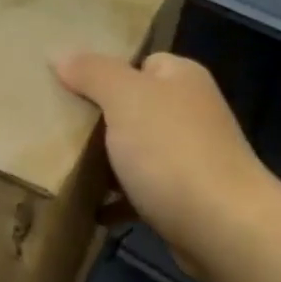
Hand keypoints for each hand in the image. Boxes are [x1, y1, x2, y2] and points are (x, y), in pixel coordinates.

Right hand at [54, 51, 280, 279]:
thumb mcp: (125, 98)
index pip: (140, 63)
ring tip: (65, 170)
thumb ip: (93, 73)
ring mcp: (190, 157)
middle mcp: (190, 112)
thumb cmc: (171, 151)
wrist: (222, 226)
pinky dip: (118, 201)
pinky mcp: (185, 198)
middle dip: (99, 122)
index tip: (67, 90)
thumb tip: (62, 55)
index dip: (105, 74)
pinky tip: (92, 210)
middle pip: (135, 109)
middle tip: (58, 131)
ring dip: (106, 165)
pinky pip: (141, 193)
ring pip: (136, 153)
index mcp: (181, 78)